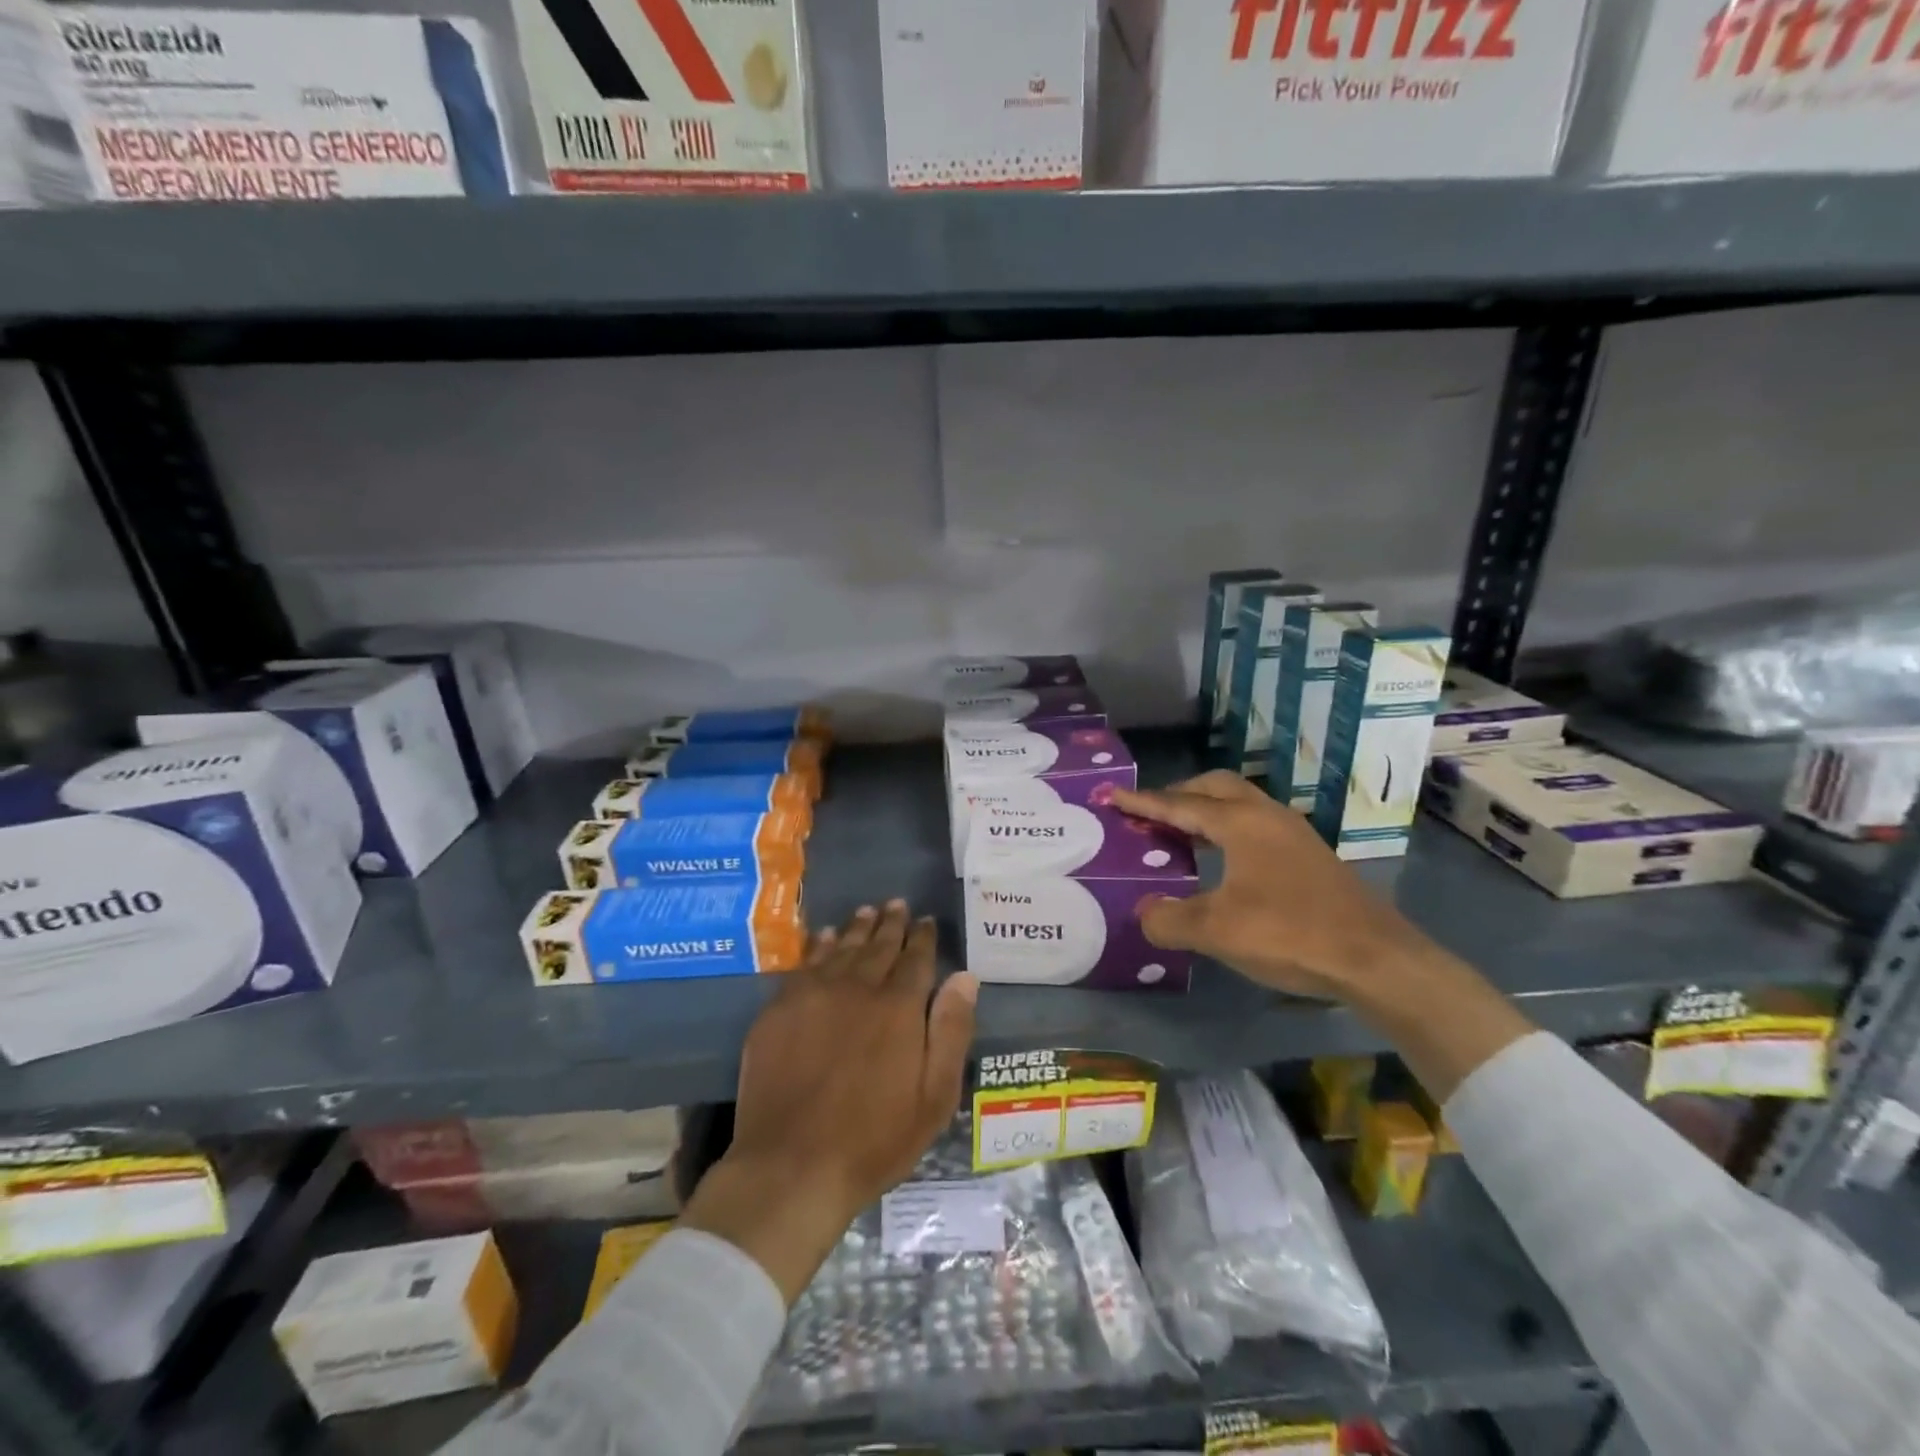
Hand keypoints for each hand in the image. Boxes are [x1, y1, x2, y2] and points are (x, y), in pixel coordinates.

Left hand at [680, 902, 978, 1302]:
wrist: (792, 1165)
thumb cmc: (874, 1139)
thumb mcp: (934, 1097)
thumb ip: (951, 1031)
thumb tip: (965, 977)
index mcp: (899, 1007)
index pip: (916, 958)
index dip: (922, 937)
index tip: (926, 920)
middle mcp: (858, 988)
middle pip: (878, 946)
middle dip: (891, 923)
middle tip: (897, 905)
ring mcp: (814, 994)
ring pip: (841, 947)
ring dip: (857, 927)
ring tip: (867, 911)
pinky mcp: (779, 1008)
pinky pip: (804, 963)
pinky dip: (818, 945)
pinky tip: (823, 936)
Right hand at [1111, 773, 1532, 1100]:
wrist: (1376, 959)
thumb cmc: (1290, 934)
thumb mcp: (1217, 931)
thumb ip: (1170, 919)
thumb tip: (1143, 913)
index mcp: (1240, 822)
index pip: (1180, 804)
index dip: (1143, 802)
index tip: (1113, 796)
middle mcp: (1267, 816)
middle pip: (1214, 788)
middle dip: (1178, 795)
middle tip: (1149, 814)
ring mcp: (1293, 833)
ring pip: (1239, 804)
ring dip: (1206, 812)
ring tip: (1180, 834)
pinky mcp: (1309, 855)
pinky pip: (1255, 825)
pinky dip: (1227, 829)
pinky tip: (1223, 861)